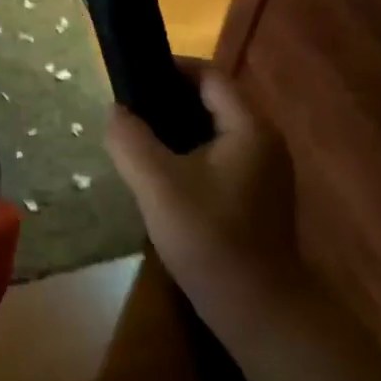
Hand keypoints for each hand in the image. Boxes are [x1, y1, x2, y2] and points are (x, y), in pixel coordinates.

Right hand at [106, 63, 304, 327]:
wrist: (259, 312)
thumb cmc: (210, 240)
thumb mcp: (158, 186)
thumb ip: (131, 140)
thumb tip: (116, 111)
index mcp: (248, 127)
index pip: (209, 75)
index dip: (170, 68)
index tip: (131, 78)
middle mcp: (263, 140)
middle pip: (212, 100)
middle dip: (168, 99)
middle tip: (128, 111)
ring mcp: (264, 170)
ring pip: (213, 130)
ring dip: (176, 129)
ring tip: (137, 139)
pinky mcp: (256, 195)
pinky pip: (218, 156)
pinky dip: (189, 153)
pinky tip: (161, 175)